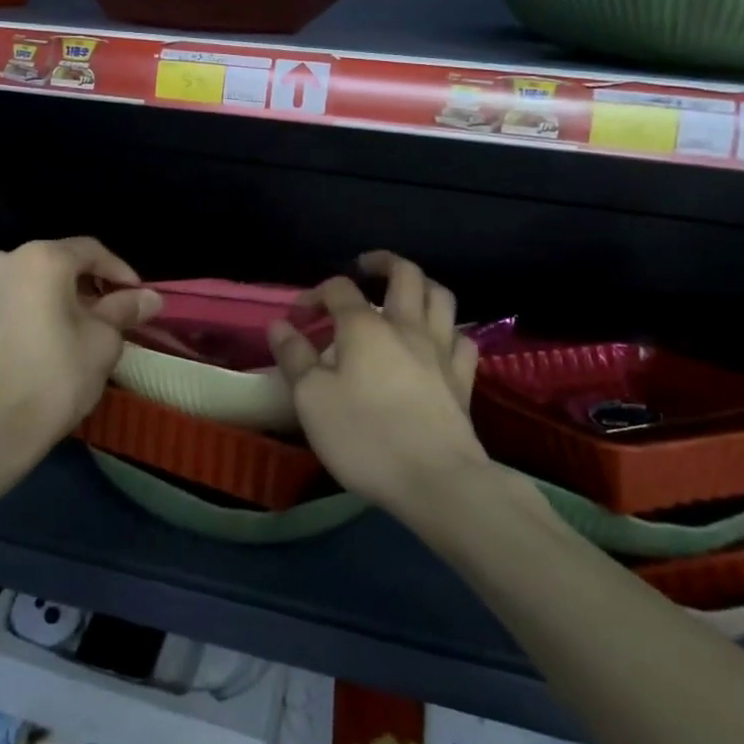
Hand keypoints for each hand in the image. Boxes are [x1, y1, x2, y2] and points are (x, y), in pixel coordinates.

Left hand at [0, 238, 159, 469]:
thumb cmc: (53, 379)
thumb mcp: (102, 342)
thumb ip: (125, 310)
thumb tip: (150, 297)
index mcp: (41, 258)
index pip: (91, 251)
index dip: (120, 272)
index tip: (138, 297)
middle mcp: (4, 259)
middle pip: (58, 263)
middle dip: (87, 286)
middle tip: (111, 315)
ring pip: (30, 282)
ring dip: (57, 298)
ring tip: (77, 329)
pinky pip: (8, 301)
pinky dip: (29, 310)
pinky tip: (42, 339)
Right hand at [268, 251, 488, 516]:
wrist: (437, 481)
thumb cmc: (364, 436)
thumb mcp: (311, 399)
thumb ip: (294, 357)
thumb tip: (279, 325)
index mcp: (364, 326)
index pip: (338, 289)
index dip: (314, 295)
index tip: (297, 319)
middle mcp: (407, 326)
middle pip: (405, 274)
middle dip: (382, 263)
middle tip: (364, 269)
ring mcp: (441, 351)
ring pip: (441, 298)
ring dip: (421, 287)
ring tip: (403, 295)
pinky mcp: (463, 380)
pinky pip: (461, 339)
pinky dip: (447, 331)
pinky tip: (436, 342)